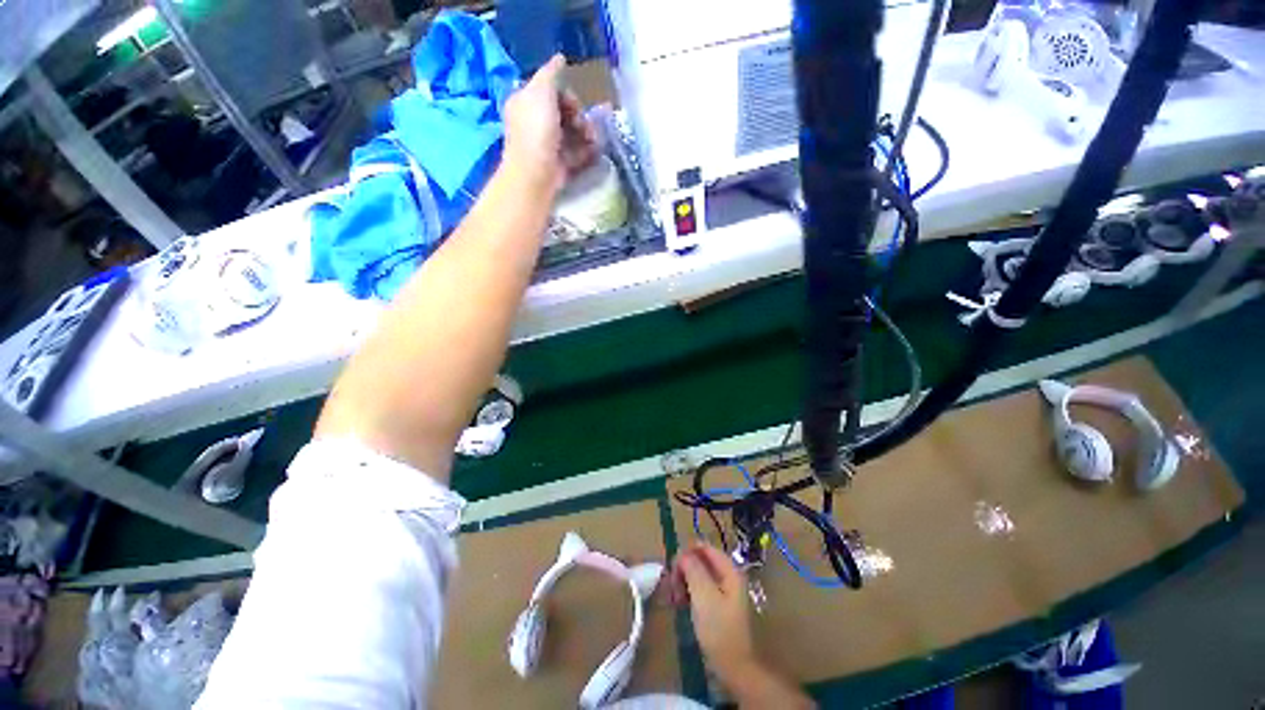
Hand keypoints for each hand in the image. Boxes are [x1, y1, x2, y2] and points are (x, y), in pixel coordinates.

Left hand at [503, 54, 597, 193]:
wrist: (536, 173)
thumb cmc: (536, 130)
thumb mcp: (541, 91)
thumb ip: (551, 73)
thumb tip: (560, 58)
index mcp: (526, 102)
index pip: (550, 91)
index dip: (566, 95)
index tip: (574, 104)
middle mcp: (535, 122)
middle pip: (564, 112)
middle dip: (579, 116)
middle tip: (584, 125)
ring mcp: (548, 144)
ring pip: (573, 132)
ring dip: (586, 133)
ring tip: (592, 140)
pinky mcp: (559, 163)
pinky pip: (576, 152)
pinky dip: (586, 151)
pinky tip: (594, 151)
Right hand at [671, 543, 757, 679]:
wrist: (733, 666)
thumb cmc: (719, 629)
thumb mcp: (703, 595)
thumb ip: (693, 569)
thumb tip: (682, 553)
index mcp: (729, 569)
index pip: (704, 547)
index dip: (687, 552)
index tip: (672, 567)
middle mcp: (727, 575)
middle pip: (700, 560)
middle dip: (683, 569)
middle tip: (671, 584)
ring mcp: (723, 590)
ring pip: (698, 575)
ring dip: (683, 581)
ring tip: (672, 597)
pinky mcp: (717, 604)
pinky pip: (699, 588)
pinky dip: (687, 591)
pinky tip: (678, 602)